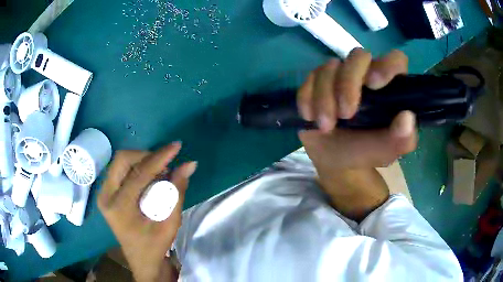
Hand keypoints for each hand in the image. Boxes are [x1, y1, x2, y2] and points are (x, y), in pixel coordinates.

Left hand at [98, 142, 196, 281]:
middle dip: (146, 156)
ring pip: (120, 162)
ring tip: (160, 172)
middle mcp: (105, 196)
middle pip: (123, 159)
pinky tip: (149, 178)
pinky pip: (120, 170)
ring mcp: (103, 193)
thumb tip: (189, 165)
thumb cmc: (155, 246)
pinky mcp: (106, 193)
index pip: (139, 173)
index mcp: (119, 207)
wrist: (141, 260)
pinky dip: (137, 168)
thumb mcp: (170, 223)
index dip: (159, 157)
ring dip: (142, 161)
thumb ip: (177, 192)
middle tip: (165, 164)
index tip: (176, 147)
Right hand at [297, 48, 417, 170]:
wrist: (335, 160)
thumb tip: (407, 118)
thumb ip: (400, 140)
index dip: (387, 65)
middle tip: (345, 114)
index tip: (374, 85)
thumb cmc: (364, 151)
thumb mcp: (385, 151)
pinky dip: (308, 98)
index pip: (396, 60)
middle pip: (358, 56)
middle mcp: (366, 74)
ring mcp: (340, 75)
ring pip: (330, 67)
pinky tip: (310, 117)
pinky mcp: (317, 82)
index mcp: (388, 87)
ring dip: (324, 97)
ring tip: (326, 126)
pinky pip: (309, 79)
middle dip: (348, 83)